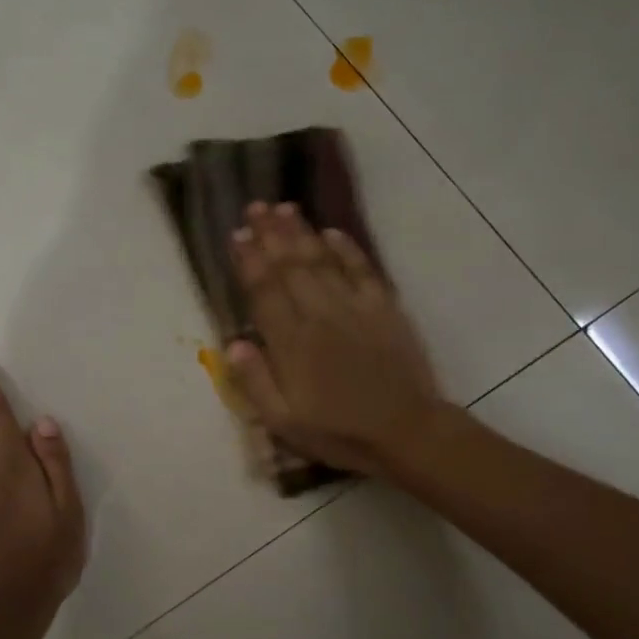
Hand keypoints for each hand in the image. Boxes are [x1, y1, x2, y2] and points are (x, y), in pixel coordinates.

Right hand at [224, 202, 446, 476]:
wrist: (406, 432)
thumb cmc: (339, 432)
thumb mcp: (283, 421)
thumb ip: (255, 381)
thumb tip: (232, 343)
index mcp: (291, 343)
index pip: (264, 291)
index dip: (249, 260)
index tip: (237, 234)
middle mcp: (319, 315)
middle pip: (290, 265)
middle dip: (271, 234)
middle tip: (256, 206)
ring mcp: (354, 307)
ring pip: (322, 260)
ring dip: (301, 232)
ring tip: (285, 207)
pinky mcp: (384, 308)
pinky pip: (362, 269)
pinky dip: (347, 248)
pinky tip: (332, 232)